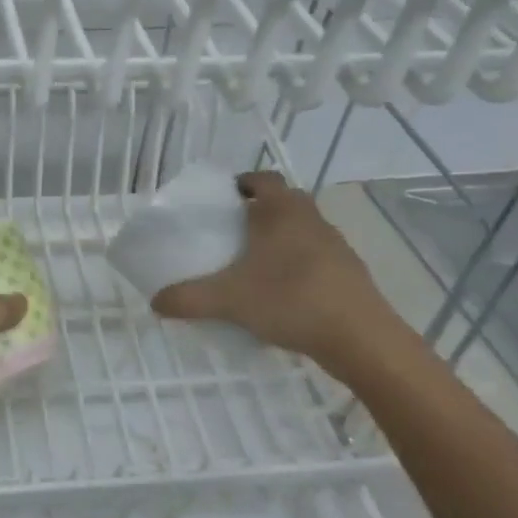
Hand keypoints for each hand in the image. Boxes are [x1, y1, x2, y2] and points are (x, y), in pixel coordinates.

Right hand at [150, 171, 398, 371]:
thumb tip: (155, 302)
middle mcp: (311, 219)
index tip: (223, 199)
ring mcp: (335, 245)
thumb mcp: (230, 300)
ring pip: (301, 229)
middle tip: (231, 231)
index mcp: (282, 211)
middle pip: (283, 202)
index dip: (243, 182)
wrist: (361, 339)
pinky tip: (281, 292)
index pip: (263, 178)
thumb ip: (189, 298)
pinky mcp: (349, 272)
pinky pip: (316, 256)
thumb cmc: (291, 300)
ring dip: (280, 238)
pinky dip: (297, 263)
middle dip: (258, 211)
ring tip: (252, 263)